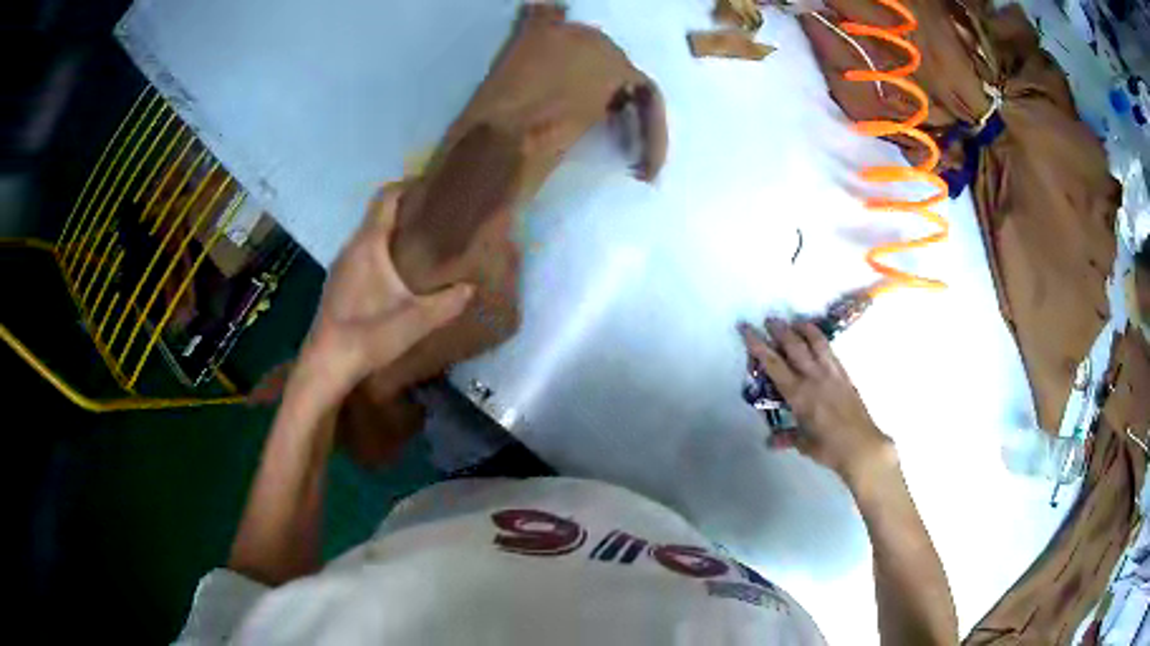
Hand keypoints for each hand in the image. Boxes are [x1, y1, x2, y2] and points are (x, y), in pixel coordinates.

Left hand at [296, 184, 472, 405]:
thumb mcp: (416, 320)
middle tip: (435, 219)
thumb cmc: (368, 334)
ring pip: (368, 237)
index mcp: (368, 244)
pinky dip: (380, 253)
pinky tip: (395, 276)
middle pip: (377, 215)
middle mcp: (351, 247)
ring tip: (420, 245)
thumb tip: (470, 288)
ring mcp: (341, 266)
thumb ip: (448, 302)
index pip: (386, 197)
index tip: (431, 186)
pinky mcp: (337, 284)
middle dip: (405, 211)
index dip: (407, 185)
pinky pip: (361, 255)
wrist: (326, 364)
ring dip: (391, 234)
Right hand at [740, 319, 894, 485]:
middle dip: (779, 330)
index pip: (773, 364)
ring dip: (802, 328)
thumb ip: (787, 437)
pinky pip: (829, 350)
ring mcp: (830, 372)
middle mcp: (813, 377)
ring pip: (814, 342)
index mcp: (798, 394)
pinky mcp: (844, 373)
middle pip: (793, 346)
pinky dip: (819, 338)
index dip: (758, 345)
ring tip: (794, 321)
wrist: (861, 445)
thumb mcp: (804, 444)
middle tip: (769, 319)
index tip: (747, 330)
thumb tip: (771, 441)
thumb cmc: (829, 448)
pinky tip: (816, 337)